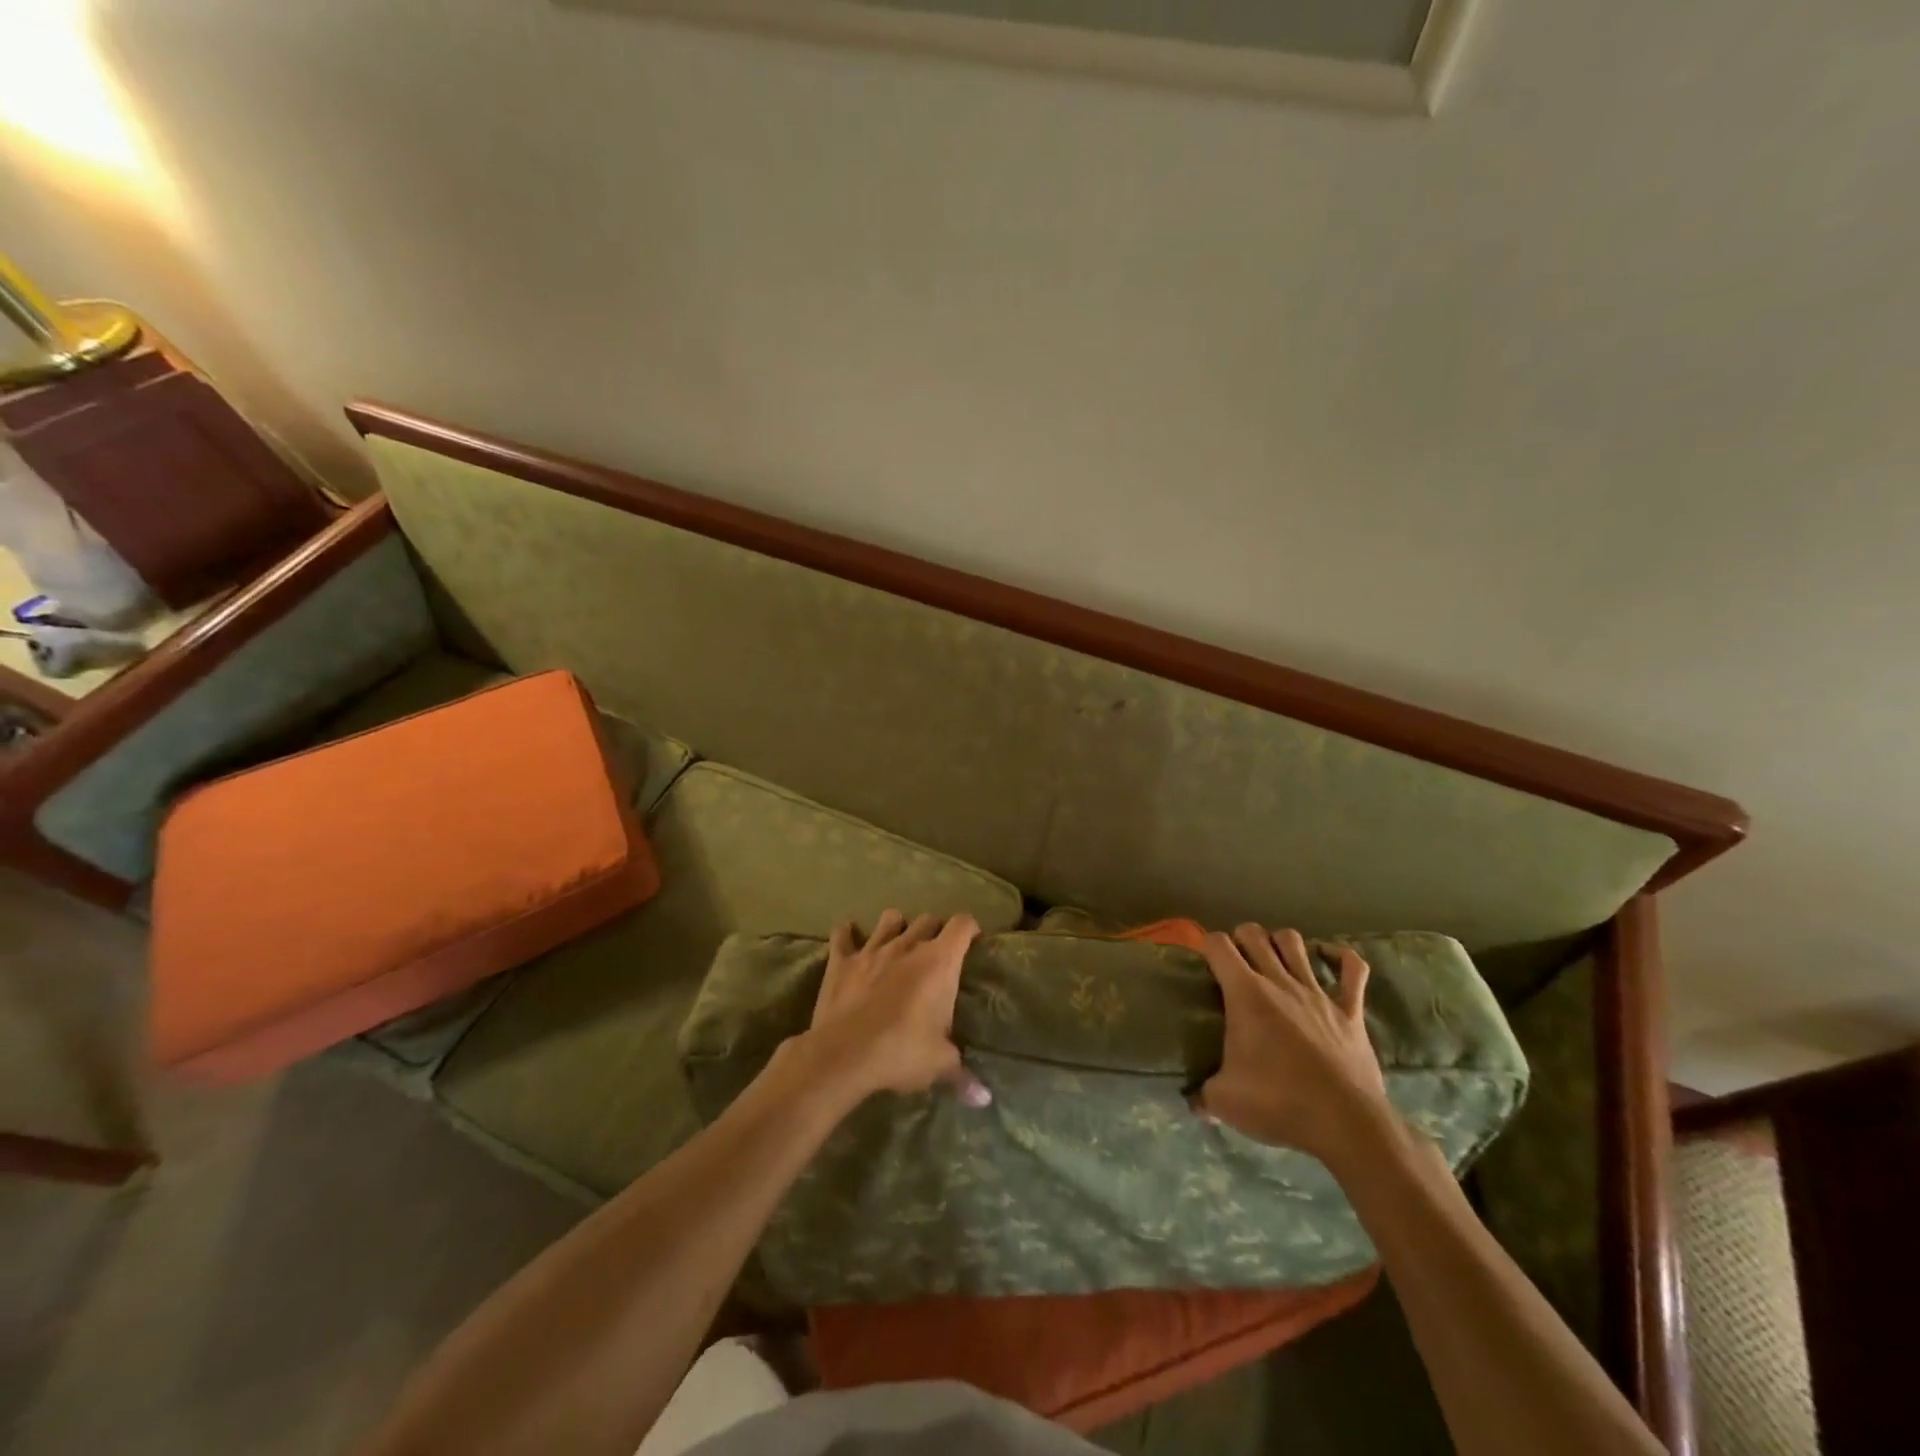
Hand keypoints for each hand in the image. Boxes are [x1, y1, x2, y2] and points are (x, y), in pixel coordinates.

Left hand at [799, 909, 991, 1105]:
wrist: (844, 1055)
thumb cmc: (901, 1052)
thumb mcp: (939, 1065)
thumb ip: (963, 1075)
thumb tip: (984, 1098)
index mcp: (939, 962)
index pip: (963, 925)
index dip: (970, 928)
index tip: (973, 940)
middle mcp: (908, 945)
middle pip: (928, 920)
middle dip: (935, 930)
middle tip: (937, 951)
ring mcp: (872, 949)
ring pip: (889, 919)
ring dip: (897, 925)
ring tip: (898, 941)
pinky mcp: (842, 960)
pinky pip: (843, 935)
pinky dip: (847, 934)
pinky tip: (849, 937)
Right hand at [1196, 925, 1390, 1163]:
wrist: (1346, 1124)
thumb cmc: (1279, 1104)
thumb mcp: (1225, 1101)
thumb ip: (1203, 1095)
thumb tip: (1193, 1102)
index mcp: (1245, 994)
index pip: (1218, 945)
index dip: (1208, 947)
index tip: (1205, 963)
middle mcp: (1279, 981)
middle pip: (1255, 934)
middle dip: (1241, 938)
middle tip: (1236, 961)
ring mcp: (1317, 993)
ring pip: (1295, 942)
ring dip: (1280, 943)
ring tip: (1274, 958)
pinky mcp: (1350, 1010)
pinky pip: (1353, 969)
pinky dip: (1341, 957)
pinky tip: (1328, 957)